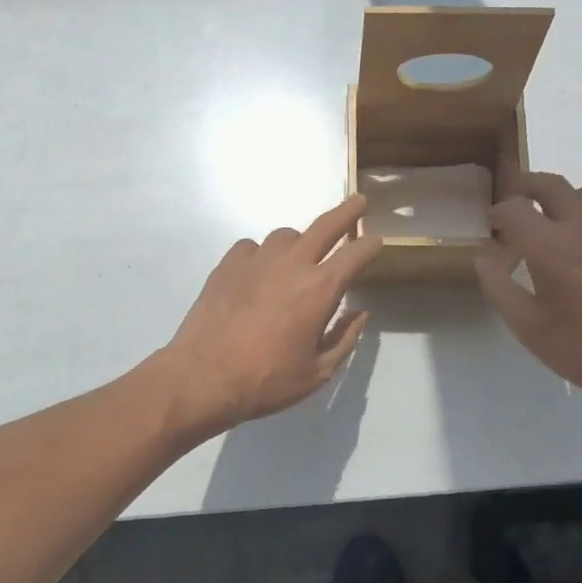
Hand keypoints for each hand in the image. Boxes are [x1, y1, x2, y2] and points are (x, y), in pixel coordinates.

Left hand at [159, 196, 383, 437]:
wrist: (204, 377)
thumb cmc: (267, 380)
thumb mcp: (318, 372)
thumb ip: (344, 338)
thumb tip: (359, 314)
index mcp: (320, 289)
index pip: (356, 255)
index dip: (371, 246)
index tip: (377, 242)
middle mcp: (291, 264)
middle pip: (325, 226)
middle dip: (346, 212)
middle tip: (358, 202)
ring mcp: (256, 260)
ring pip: (286, 235)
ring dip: (300, 241)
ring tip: (300, 257)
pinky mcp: (228, 265)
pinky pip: (252, 247)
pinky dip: (262, 254)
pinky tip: (259, 272)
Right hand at [476, 172, 581, 430]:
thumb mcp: (527, 327)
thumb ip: (498, 286)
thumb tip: (484, 256)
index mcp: (551, 246)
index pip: (514, 208)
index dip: (498, 213)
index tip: (494, 228)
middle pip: (551, 184)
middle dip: (526, 186)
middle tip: (516, 203)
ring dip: (563, 202)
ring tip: (556, 228)